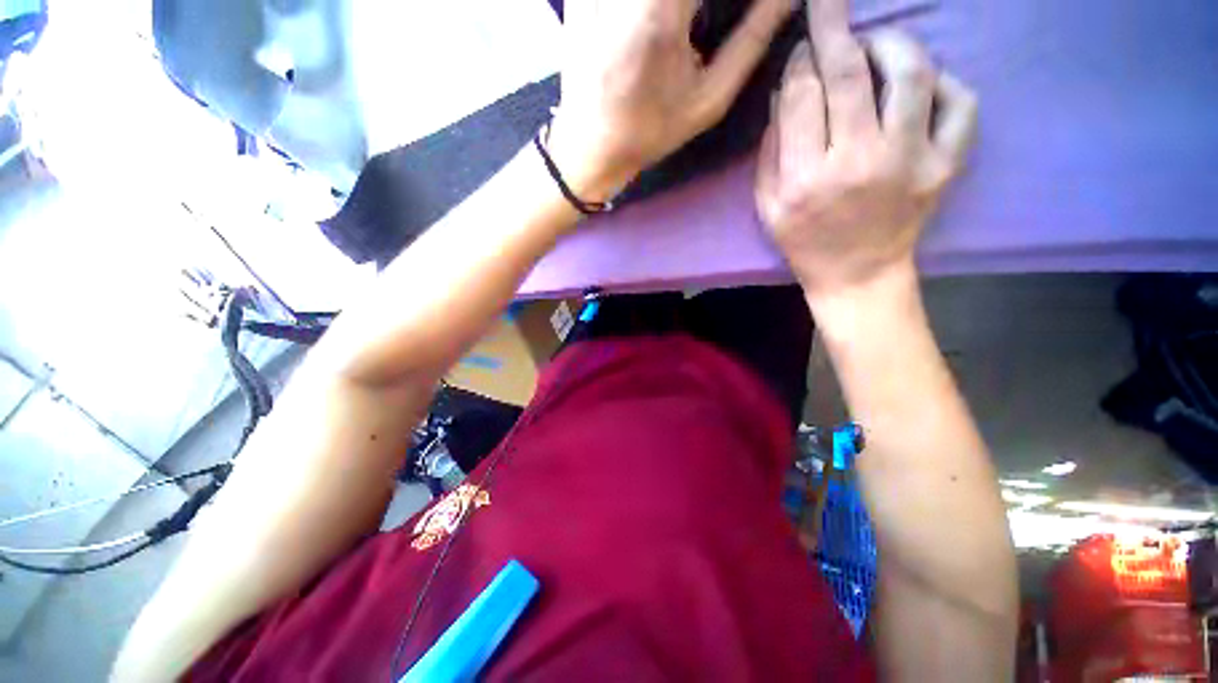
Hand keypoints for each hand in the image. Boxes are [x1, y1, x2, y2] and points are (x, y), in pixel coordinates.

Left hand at [549, 0, 793, 201]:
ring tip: (691, 27)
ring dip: (688, 7)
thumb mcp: (709, 100)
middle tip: (705, 24)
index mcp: (660, 11)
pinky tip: (667, 23)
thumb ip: (754, 37)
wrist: (590, 145)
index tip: (747, 11)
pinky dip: (663, 6)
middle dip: (705, 4)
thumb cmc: (651, 132)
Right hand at [755, 0, 976, 299]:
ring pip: (910, 74)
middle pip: (850, 74)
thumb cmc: (804, 241)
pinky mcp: (945, 166)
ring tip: (877, 42)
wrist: (856, 274)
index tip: (802, 47)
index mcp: (805, 178)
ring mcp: (909, 162)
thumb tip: (787, 90)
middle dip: (834, 24)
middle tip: (828, 0)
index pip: (803, 96)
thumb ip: (771, 150)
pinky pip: (960, 104)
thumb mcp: (767, 206)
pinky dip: (945, 82)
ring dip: (891, 43)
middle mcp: (857, 163)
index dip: (801, 61)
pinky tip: (923, 85)